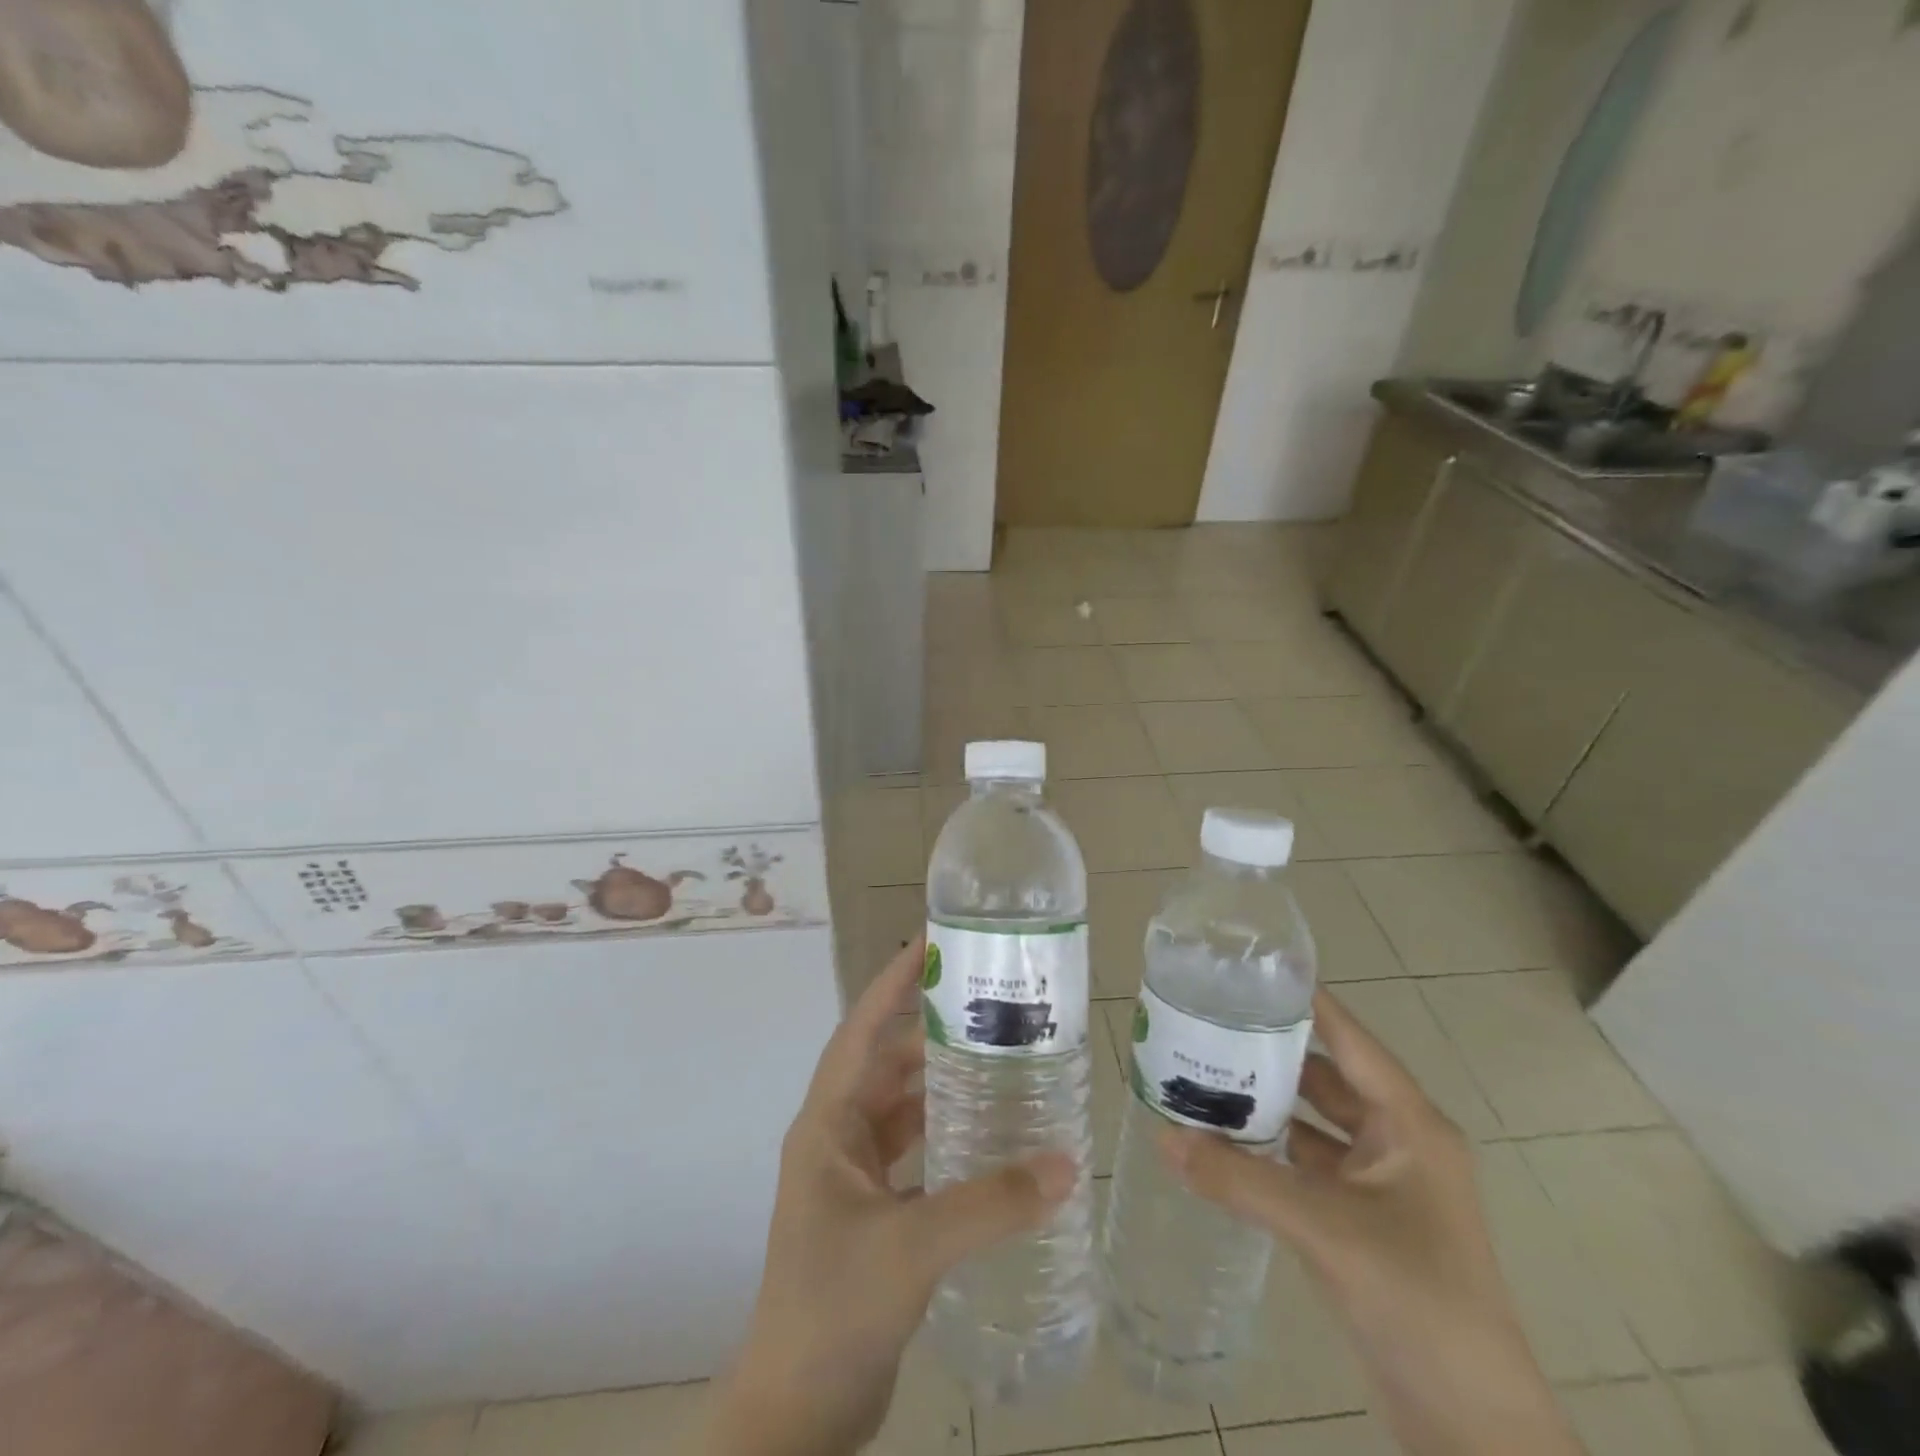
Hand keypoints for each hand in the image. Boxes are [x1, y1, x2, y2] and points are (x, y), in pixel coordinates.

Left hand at [703, 938, 1074, 1455]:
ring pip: (903, 1108)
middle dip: (931, 1031)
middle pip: (887, 1064)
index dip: (892, 984)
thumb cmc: (834, 1307)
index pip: (861, 1031)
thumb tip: (1066, 1163)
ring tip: (998, 1056)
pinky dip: (949, 1136)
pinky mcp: (876, 1212)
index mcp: (828, 1124)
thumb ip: (990, 1203)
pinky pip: (917, 1153)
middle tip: (987, 1002)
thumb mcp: (913, 1246)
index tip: (929, 942)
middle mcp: (839, 1138)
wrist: (798, 1412)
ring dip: (943, 1084)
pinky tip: (991, 1133)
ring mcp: (855, 1177)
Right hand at [1162, 987, 1581, 1455]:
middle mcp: (1397, 1143)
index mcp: (1409, 1125)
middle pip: (1325, 1079)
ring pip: (1313, 1125)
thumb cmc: (1417, 1298)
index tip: (1249, 973)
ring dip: (1266, 1106)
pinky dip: (1269, 1152)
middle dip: (1270, 1055)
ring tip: (1202, 1075)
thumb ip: (1240, 1179)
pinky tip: (1222, 1142)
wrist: (1470, 1423)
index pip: (1349, 1040)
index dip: (1305, 1003)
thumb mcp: (1325, 1228)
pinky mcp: (1361, 1222)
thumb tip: (1162, 1134)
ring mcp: (1381, 1186)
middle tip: (1207, 1025)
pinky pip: (1307, 1167)